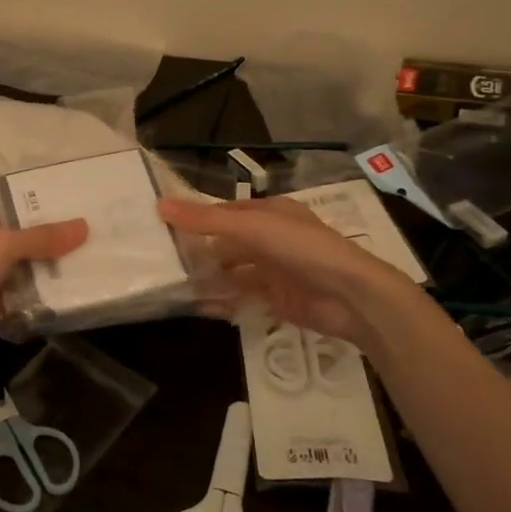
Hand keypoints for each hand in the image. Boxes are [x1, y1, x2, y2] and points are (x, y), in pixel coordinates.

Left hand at [0, 190, 87, 388]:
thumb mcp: (1, 247)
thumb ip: (40, 237)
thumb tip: (83, 226)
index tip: (19, 206)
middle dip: (19, 235)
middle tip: (55, 233)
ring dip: (24, 267)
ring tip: (62, 262)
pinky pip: (1, 297)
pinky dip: (21, 297)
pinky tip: (49, 295)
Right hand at [158, 195, 423, 345]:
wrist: (351, 297)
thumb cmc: (302, 249)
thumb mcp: (251, 228)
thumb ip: (206, 220)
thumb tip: (160, 205)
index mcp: (269, 212)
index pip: (224, 212)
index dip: (196, 217)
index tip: (161, 225)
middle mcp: (270, 238)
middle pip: (226, 242)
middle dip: (198, 250)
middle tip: (161, 259)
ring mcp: (274, 269)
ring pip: (232, 270)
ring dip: (208, 276)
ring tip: (173, 284)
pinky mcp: (276, 298)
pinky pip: (242, 296)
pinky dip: (222, 300)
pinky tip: (199, 306)